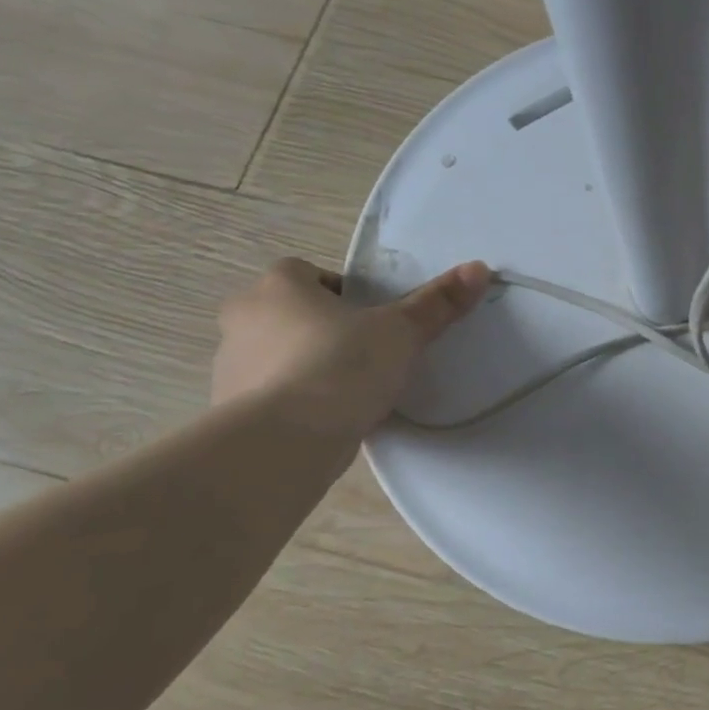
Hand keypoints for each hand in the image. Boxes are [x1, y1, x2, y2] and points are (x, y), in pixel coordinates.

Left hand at [212, 257, 490, 443]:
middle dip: (322, 331)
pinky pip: (269, 396)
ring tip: (348, 394)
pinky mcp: (229, 410)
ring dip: (305, 367)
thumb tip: (480, 267)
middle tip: (364, 355)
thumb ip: (437, 303)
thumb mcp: (401, 332)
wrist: (284, 441)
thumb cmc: (341, 367)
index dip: (341, 293)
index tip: (370, 320)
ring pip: (277, 356)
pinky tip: (327, 422)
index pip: (307, 274)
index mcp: (279, 286)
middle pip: (289, 314)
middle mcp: (244, 317)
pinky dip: (294, 403)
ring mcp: (229, 365)